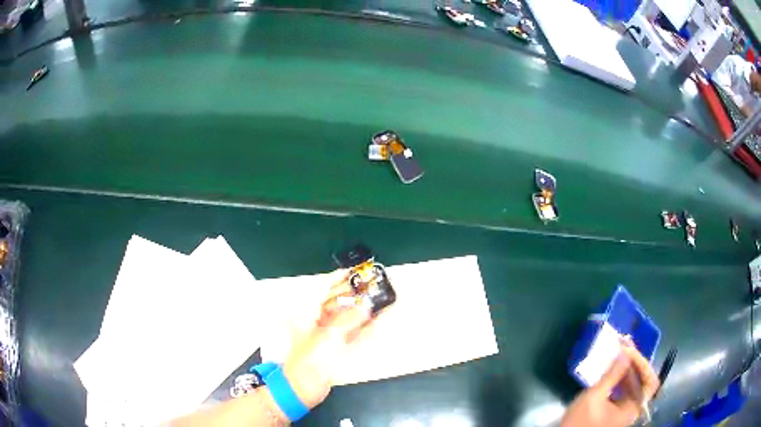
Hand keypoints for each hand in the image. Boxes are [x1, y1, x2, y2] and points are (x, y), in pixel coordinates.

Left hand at [281, 270, 372, 408]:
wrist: (302, 388)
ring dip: (362, 309)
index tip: (356, 271)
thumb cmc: (310, 359)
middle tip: (374, 285)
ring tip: (380, 298)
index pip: (322, 288)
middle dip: (354, 293)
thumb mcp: (328, 336)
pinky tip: (377, 319)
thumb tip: (367, 304)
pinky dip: (364, 325)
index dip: (338, 278)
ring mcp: (326, 335)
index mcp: (307, 313)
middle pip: (336, 302)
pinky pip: (351, 332)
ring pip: (346, 317)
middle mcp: (316, 320)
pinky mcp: (335, 348)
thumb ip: (349, 319)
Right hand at [561, 339, 660, 426]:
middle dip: (635, 362)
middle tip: (624, 346)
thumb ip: (611, 375)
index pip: (650, 381)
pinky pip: (626, 389)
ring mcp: (626, 409)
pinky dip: (621, 377)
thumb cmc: (579, 421)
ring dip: (628, 368)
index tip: (628, 351)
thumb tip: (625, 353)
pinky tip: (613, 369)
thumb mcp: (593, 397)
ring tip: (619, 352)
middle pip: (644, 381)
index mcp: (633, 409)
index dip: (643, 364)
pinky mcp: (617, 409)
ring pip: (635, 384)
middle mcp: (634, 408)